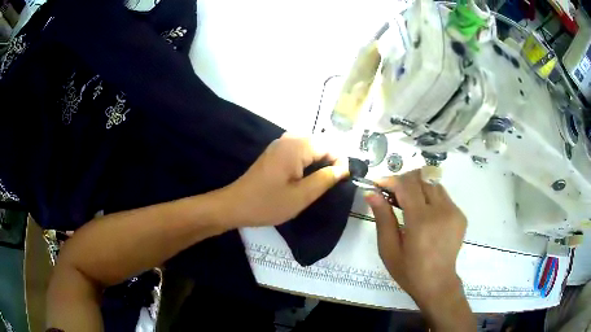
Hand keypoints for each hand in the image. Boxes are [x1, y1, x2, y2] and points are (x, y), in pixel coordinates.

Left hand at [222, 134, 348, 227]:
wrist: (235, 205)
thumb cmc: (268, 203)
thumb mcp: (301, 196)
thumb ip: (325, 179)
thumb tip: (343, 169)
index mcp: (296, 147)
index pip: (329, 146)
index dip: (339, 162)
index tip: (340, 182)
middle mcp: (288, 139)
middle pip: (320, 144)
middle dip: (329, 162)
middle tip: (329, 185)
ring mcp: (280, 144)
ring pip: (310, 148)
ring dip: (318, 163)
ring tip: (318, 183)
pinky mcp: (275, 152)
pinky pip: (299, 151)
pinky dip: (307, 162)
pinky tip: (304, 178)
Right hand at [366, 169, 474, 330]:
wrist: (438, 284)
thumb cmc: (409, 271)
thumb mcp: (389, 249)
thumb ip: (382, 218)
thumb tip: (371, 193)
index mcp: (421, 222)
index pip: (406, 185)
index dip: (391, 180)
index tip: (378, 184)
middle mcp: (441, 211)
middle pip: (421, 178)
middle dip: (404, 181)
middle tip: (391, 194)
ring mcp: (454, 211)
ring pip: (433, 183)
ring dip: (418, 187)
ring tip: (407, 203)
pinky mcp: (460, 215)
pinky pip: (443, 195)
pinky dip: (430, 197)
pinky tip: (424, 213)